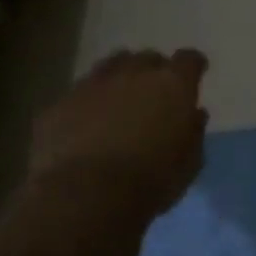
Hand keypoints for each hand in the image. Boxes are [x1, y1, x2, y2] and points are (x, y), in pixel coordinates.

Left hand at [29, 48, 209, 213]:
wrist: (85, 196)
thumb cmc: (151, 181)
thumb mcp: (189, 163)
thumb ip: (194, 132)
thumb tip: (194, 114)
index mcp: (172, 84)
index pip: (189, 59)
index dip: (193, 65)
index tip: (195, 74)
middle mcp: (133, 74)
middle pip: (147, 58)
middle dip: (153, 71)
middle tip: (155, 93)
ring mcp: (92, 85)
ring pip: (110, 66)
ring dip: (119, 77)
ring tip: (119, 98)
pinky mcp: (59, 104)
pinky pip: (79, 93)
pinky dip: (88, 102)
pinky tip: (86, 123)